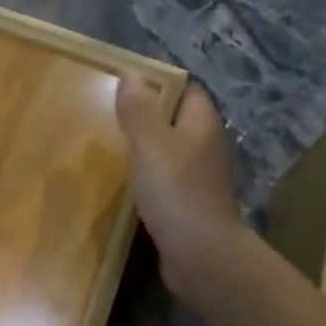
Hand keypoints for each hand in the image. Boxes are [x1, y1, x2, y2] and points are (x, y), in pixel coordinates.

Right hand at [115, 73, 244, 298]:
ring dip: (153, 147)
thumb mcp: (149, 143)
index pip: (188, 92)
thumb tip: (132, 73)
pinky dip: (154, 175)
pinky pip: (171, 179)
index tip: (130, 86)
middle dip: (154, 115)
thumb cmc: (175, 190)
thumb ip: (138, 109)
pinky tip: (133, 182)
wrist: (200, 253)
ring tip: (120, 146)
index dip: (163, 84)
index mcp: (203, 126)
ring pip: (176, 151)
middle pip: (182, 121)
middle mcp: (208, 147)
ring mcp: (203, 178)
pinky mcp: (192, 204)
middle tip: (117, 115)